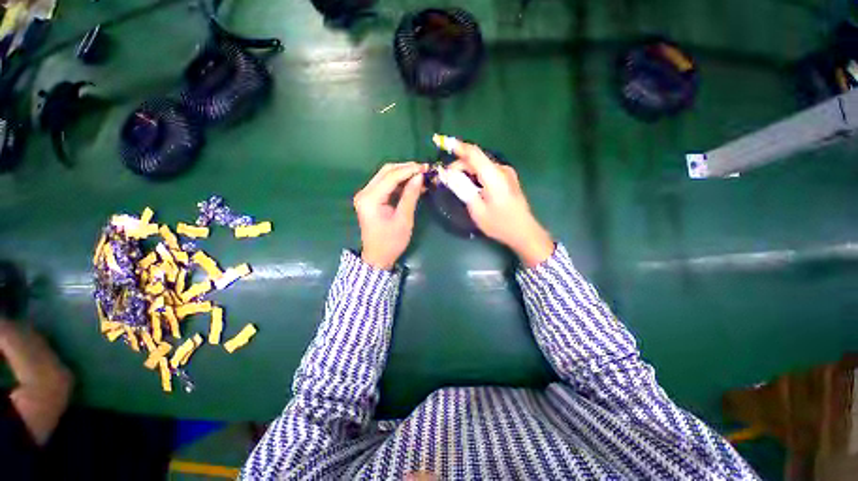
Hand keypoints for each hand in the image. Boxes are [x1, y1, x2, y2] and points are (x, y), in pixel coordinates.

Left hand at [354, 162, 426, 269]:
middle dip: (406, 168)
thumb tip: (420, 176)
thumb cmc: (391, 242)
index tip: (426, 168)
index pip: (391, 176)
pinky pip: (385, 184)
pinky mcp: (370, 199)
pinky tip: (412, 184)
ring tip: (421, 176)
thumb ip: (410, 196)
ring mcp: (366, 195)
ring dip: (403, 174)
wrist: (378, 257)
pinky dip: (399, 182)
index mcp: (370, 199)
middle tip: (424, 170)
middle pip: (386, 171)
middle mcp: (365, 193)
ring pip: (385, 175)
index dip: (409, 170)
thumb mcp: (404, 219)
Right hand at [450, 143, 553, 266]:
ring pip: (481, 165)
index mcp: (493, 175)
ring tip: (456, 183)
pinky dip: (476, 175)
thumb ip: (463, 189)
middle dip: (459, 165)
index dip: (457, 147)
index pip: (473, 153)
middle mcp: (501, 169)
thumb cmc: (499, 223)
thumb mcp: (477, 209)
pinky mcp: (508, 178)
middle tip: (446, 178)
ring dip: (467, 171)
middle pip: (476, 159)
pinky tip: (470, 185)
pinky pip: (487, 171)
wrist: (524, 232)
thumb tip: (448, 175)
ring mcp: (506, 173)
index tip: (442, 142)